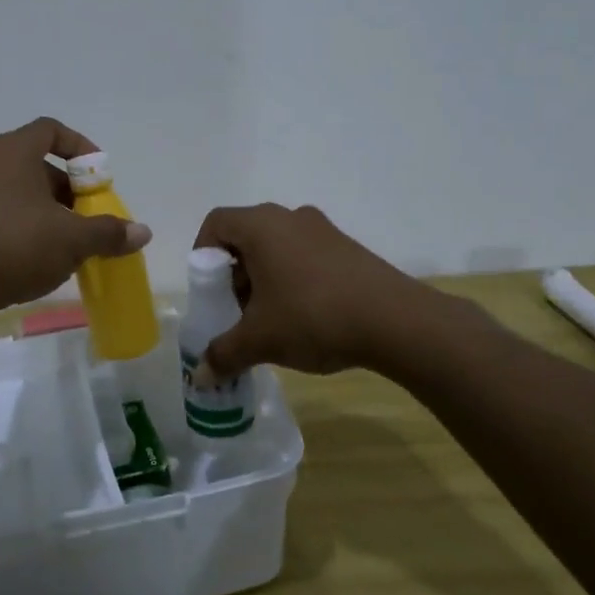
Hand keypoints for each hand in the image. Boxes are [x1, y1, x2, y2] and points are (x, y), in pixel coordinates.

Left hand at [0, 118, 151, 318]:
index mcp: (13, 152)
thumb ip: (108, 232)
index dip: (79, 146)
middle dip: (67, 188)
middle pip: (36, 164)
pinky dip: (23, 228)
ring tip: (66, 243)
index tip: (98, 174)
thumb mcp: (71, 239)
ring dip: (46, 211)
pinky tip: (36, 259)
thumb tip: (142, 232)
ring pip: (17, 192)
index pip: (50, 130)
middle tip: (87, 215)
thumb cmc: (14, 245)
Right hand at [191, 203, 424, 379]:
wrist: (396, 321)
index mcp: (261, 226)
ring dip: (265, 278)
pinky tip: (306, 318)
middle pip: (246, 236)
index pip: (216, 223)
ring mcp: (323, 230)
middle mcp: (290, 217)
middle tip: (237, 310)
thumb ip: (224, 353)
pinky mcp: (348, 248)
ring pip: (278, 247)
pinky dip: (294, 279)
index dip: (203, 253)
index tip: (208, 289)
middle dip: (234, 273)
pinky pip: (306, 255)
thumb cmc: (313, 316)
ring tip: (272, 319)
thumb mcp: (260, 340)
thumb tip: (199, 377)